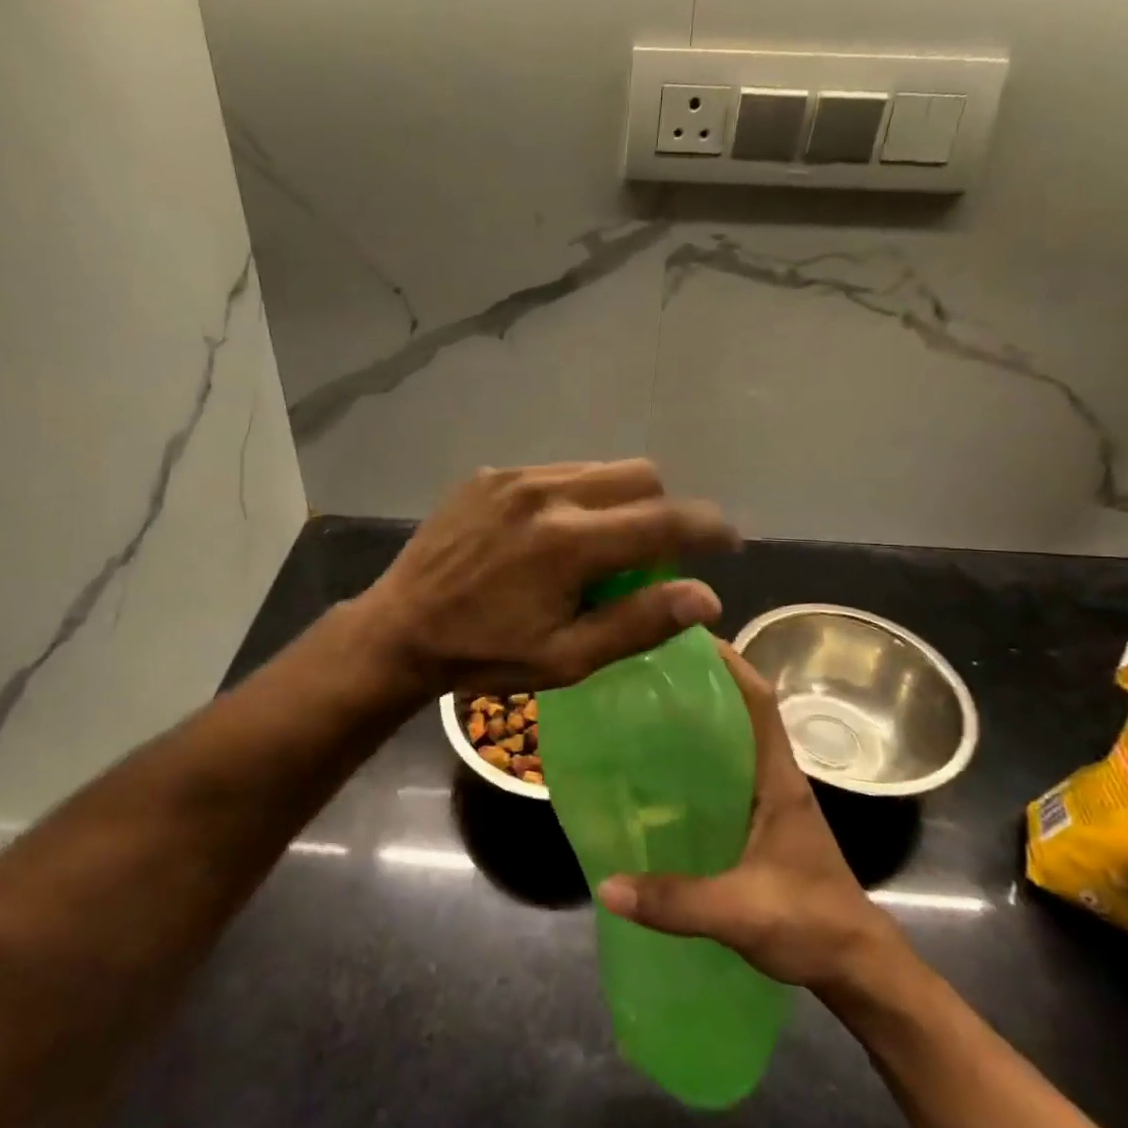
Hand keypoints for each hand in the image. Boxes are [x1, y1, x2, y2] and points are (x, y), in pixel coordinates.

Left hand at [354, 460, 739, 694]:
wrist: (400, 627)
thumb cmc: (485, 654)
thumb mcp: (566, 658)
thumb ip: (639, 623)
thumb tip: (706, 598)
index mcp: (570, 543)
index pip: (666, 521)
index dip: (708, 528)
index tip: (727, 541)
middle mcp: (547, 493)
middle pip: (640, 476)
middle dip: (662, 510)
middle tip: (650, 552)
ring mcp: (514, 477)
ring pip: (599, 469)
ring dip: (618, 501)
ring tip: (596, 544)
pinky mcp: (489, 474)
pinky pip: (556, 471)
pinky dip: (574, 496)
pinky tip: (549, 533)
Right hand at [598, 643, 911, 994]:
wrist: (859, 970)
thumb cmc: (812, 925)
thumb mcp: (741, 912)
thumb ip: (675, 901)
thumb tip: (605, 885)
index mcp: (778, 778)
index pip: (758, 699)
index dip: (727, 662)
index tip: (683, 637)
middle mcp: (774, 778)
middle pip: (740, 711)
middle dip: (700, 684)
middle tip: (644, 671)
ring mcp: (769, 800)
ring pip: (732, 742)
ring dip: (697, 721)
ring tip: (642, 711)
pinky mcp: (760, 824)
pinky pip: (725, 775)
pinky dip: (697, 762)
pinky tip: (659, 776)